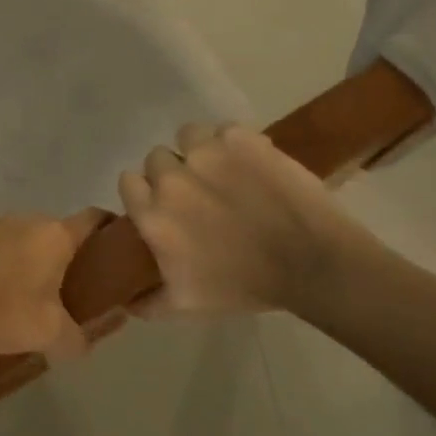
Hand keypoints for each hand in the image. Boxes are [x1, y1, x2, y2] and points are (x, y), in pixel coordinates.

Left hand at [0, 211, 107, 359]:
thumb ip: (75, 339)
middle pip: (60, 231)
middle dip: (71, 256)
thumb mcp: (48, 334)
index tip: (120, 252)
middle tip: (77, 288)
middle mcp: (27, 219)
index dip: (112, 231)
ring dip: (36, 261)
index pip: (94, 218)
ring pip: (28, 239)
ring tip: (35, 296)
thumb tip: (81, 344)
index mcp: (54, 234)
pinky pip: (0, 247)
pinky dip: (8, 265)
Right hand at [118, 122, 385, 319]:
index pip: (128, 181)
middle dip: (174, 171)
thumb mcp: (188, 305)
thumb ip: (149, 303)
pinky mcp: (240, 139)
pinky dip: (234, 143)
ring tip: (225, 169)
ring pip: (188, 136)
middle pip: (157, 158)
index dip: (145, 190)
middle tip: (201, 191)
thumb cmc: (246, 286)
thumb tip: (124, 302)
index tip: (165, 201)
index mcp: (153, 215)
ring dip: (200, 150)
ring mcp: (206, 154)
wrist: (311, 264)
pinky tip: (250, 163)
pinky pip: (224, 130)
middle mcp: (171, 178)